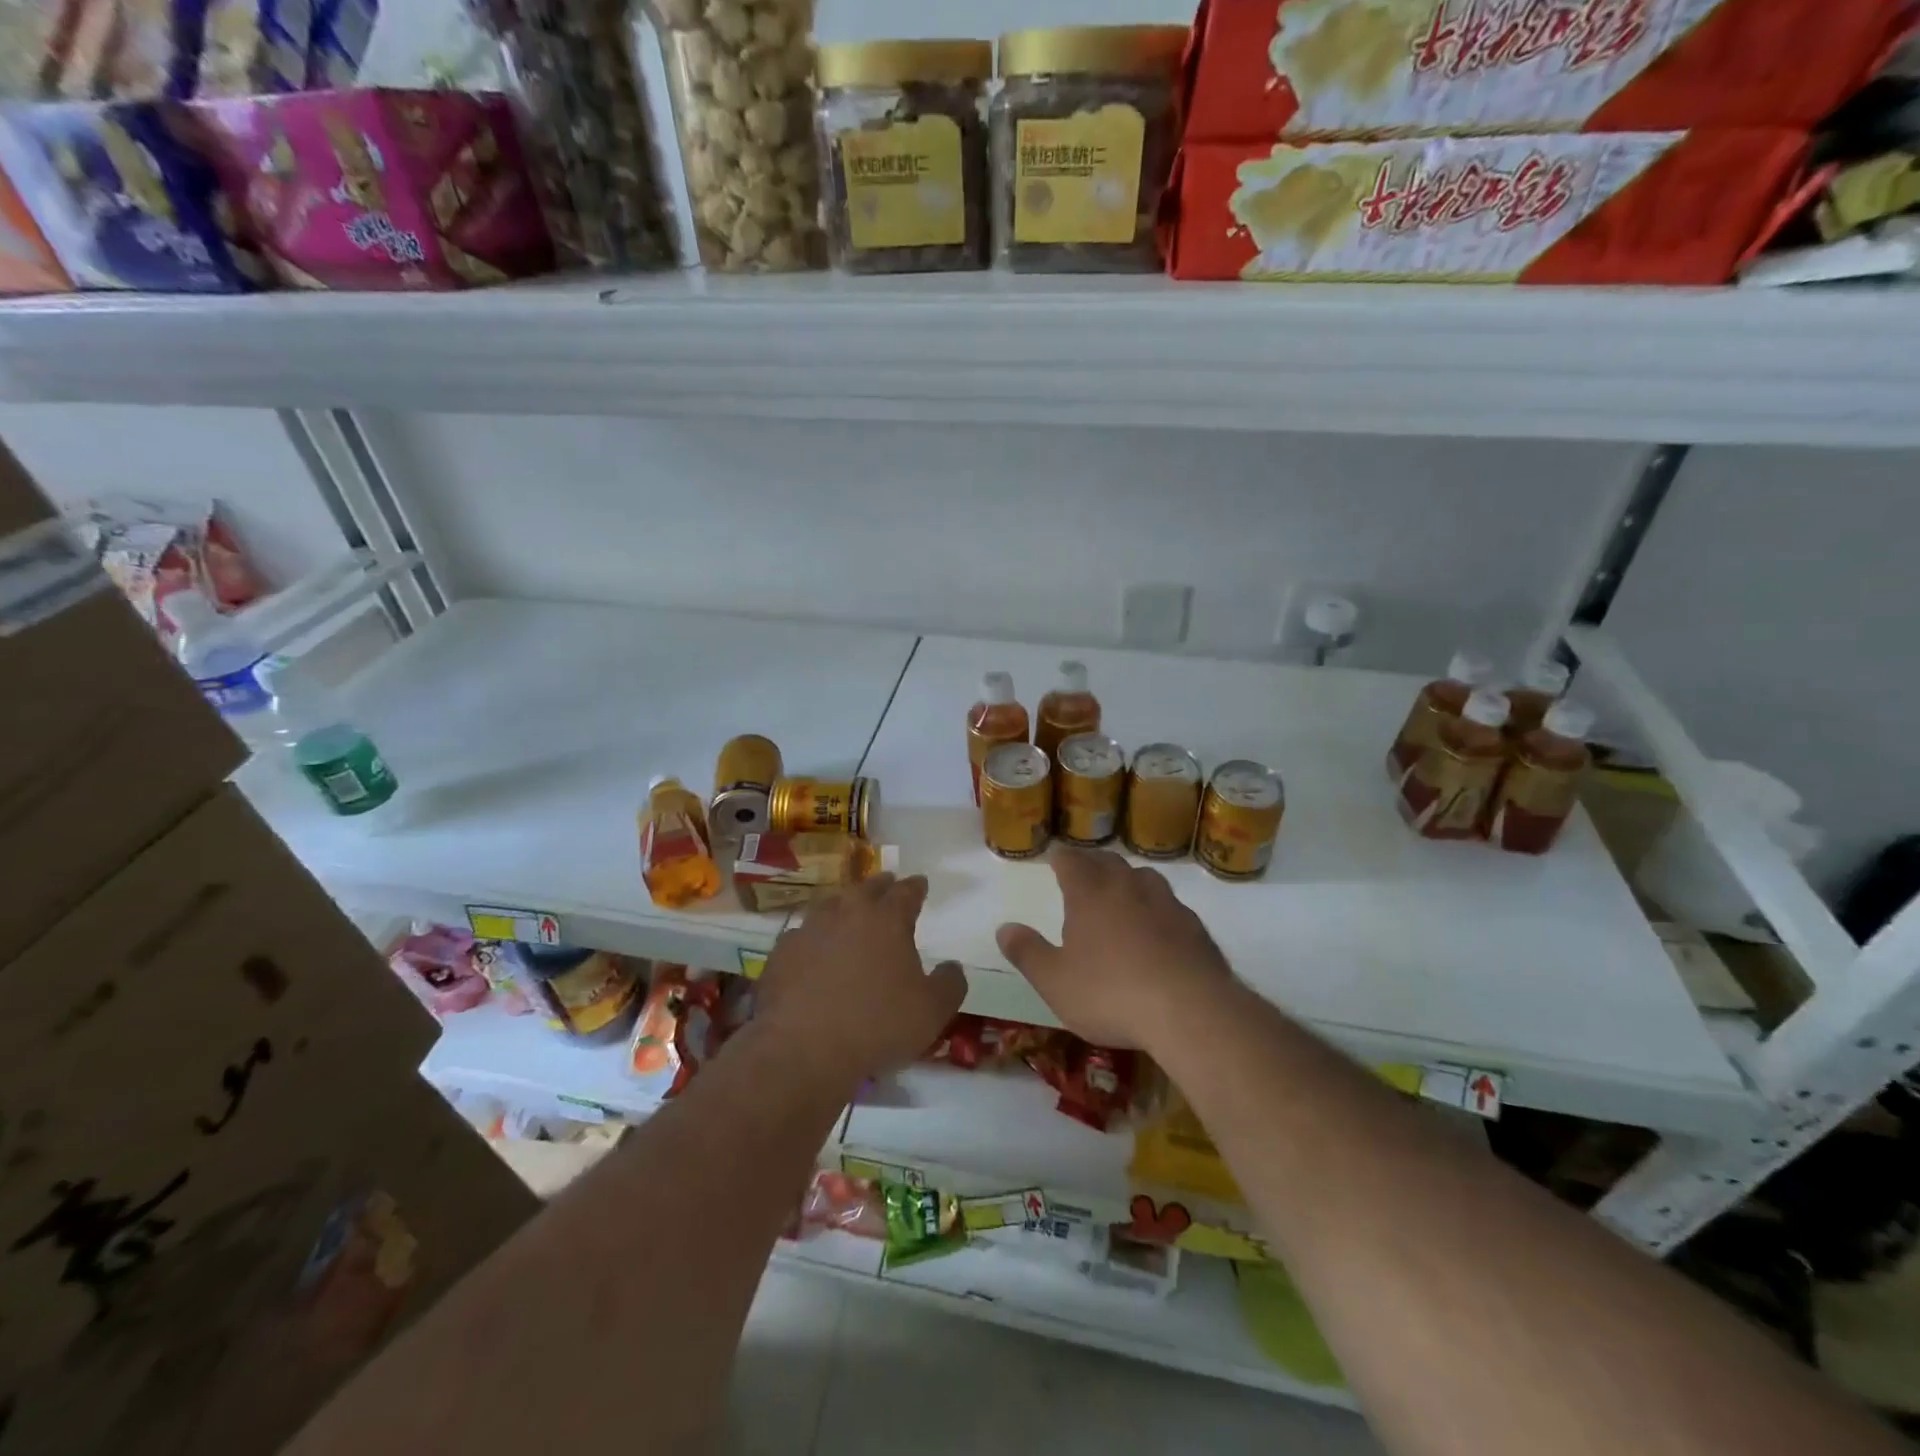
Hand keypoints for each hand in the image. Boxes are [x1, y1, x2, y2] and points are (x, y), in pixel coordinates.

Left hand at [755, 873, 966, 1091]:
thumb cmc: (877, 1025)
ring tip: (849, 909)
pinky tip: (814, 949)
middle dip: (881, 885)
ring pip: (830, 905)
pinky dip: (814, 937)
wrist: (802, 1048)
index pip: (906, 892)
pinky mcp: (781, 954)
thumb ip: (949, 984)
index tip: (920, 883)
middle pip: (867, 888)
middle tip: (888, 884)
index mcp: (887, 919)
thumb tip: (953, 966)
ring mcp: (809, 930)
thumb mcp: (932, 1011)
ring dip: (844, 904)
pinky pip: (802, 935)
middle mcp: (847, 913)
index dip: (916, 887)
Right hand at [997, 847, 1235, 1050]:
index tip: (1055, 858)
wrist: (1190, 1011)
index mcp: (1090, 894)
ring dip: (1128, 880)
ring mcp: (1166, 903)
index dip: (1061, 858)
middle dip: (1093, 864)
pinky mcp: (1195, 926)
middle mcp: (1128, 887)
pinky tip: (1157, 929)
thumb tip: (1004, 927)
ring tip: (1121, 893)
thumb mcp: (1055, 982)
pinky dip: (1157, 908)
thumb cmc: (1111, 994)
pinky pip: (1170, 905)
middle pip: (1108, 863)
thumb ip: (1027, 953)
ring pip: (1143, 878)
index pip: (1071, 861)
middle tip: (1084, 873)